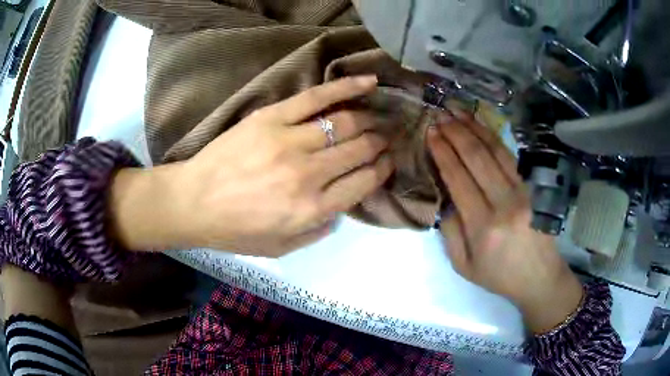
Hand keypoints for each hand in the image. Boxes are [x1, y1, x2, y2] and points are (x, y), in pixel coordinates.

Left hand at [110, 76, 393, 256]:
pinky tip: (369, 82)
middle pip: (360, 150)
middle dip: (380, 142)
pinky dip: (347, 88)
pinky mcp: (272, 117)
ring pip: (346, 123)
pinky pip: (317, 97)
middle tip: (387, 137)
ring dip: (369, 120)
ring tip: (377, 117)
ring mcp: (291, 141)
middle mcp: (309, 175)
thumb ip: (318, 231)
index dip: (382, 170)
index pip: (364, 183)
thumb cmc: (235, 231)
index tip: (388, 161)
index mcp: (313, 210)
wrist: (193, 202)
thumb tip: (342, 207)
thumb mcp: (281, 248)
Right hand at [427, 109, 583, 333]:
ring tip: (458, 111)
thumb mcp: (464, 266)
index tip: (431, 132)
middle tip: (440, 115)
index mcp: (484, 227)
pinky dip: (494, 138)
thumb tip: (446, 197)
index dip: (443, 153)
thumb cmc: (500, 276)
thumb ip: (450, 232)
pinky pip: (511, 158)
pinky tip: (482, 127)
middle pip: (477, 159)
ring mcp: (524, 193)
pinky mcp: (534, 188)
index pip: (459, 179)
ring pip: (496, 152)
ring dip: (475, 128)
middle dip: (456, 133)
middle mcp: (505, 204)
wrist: (540, 278)